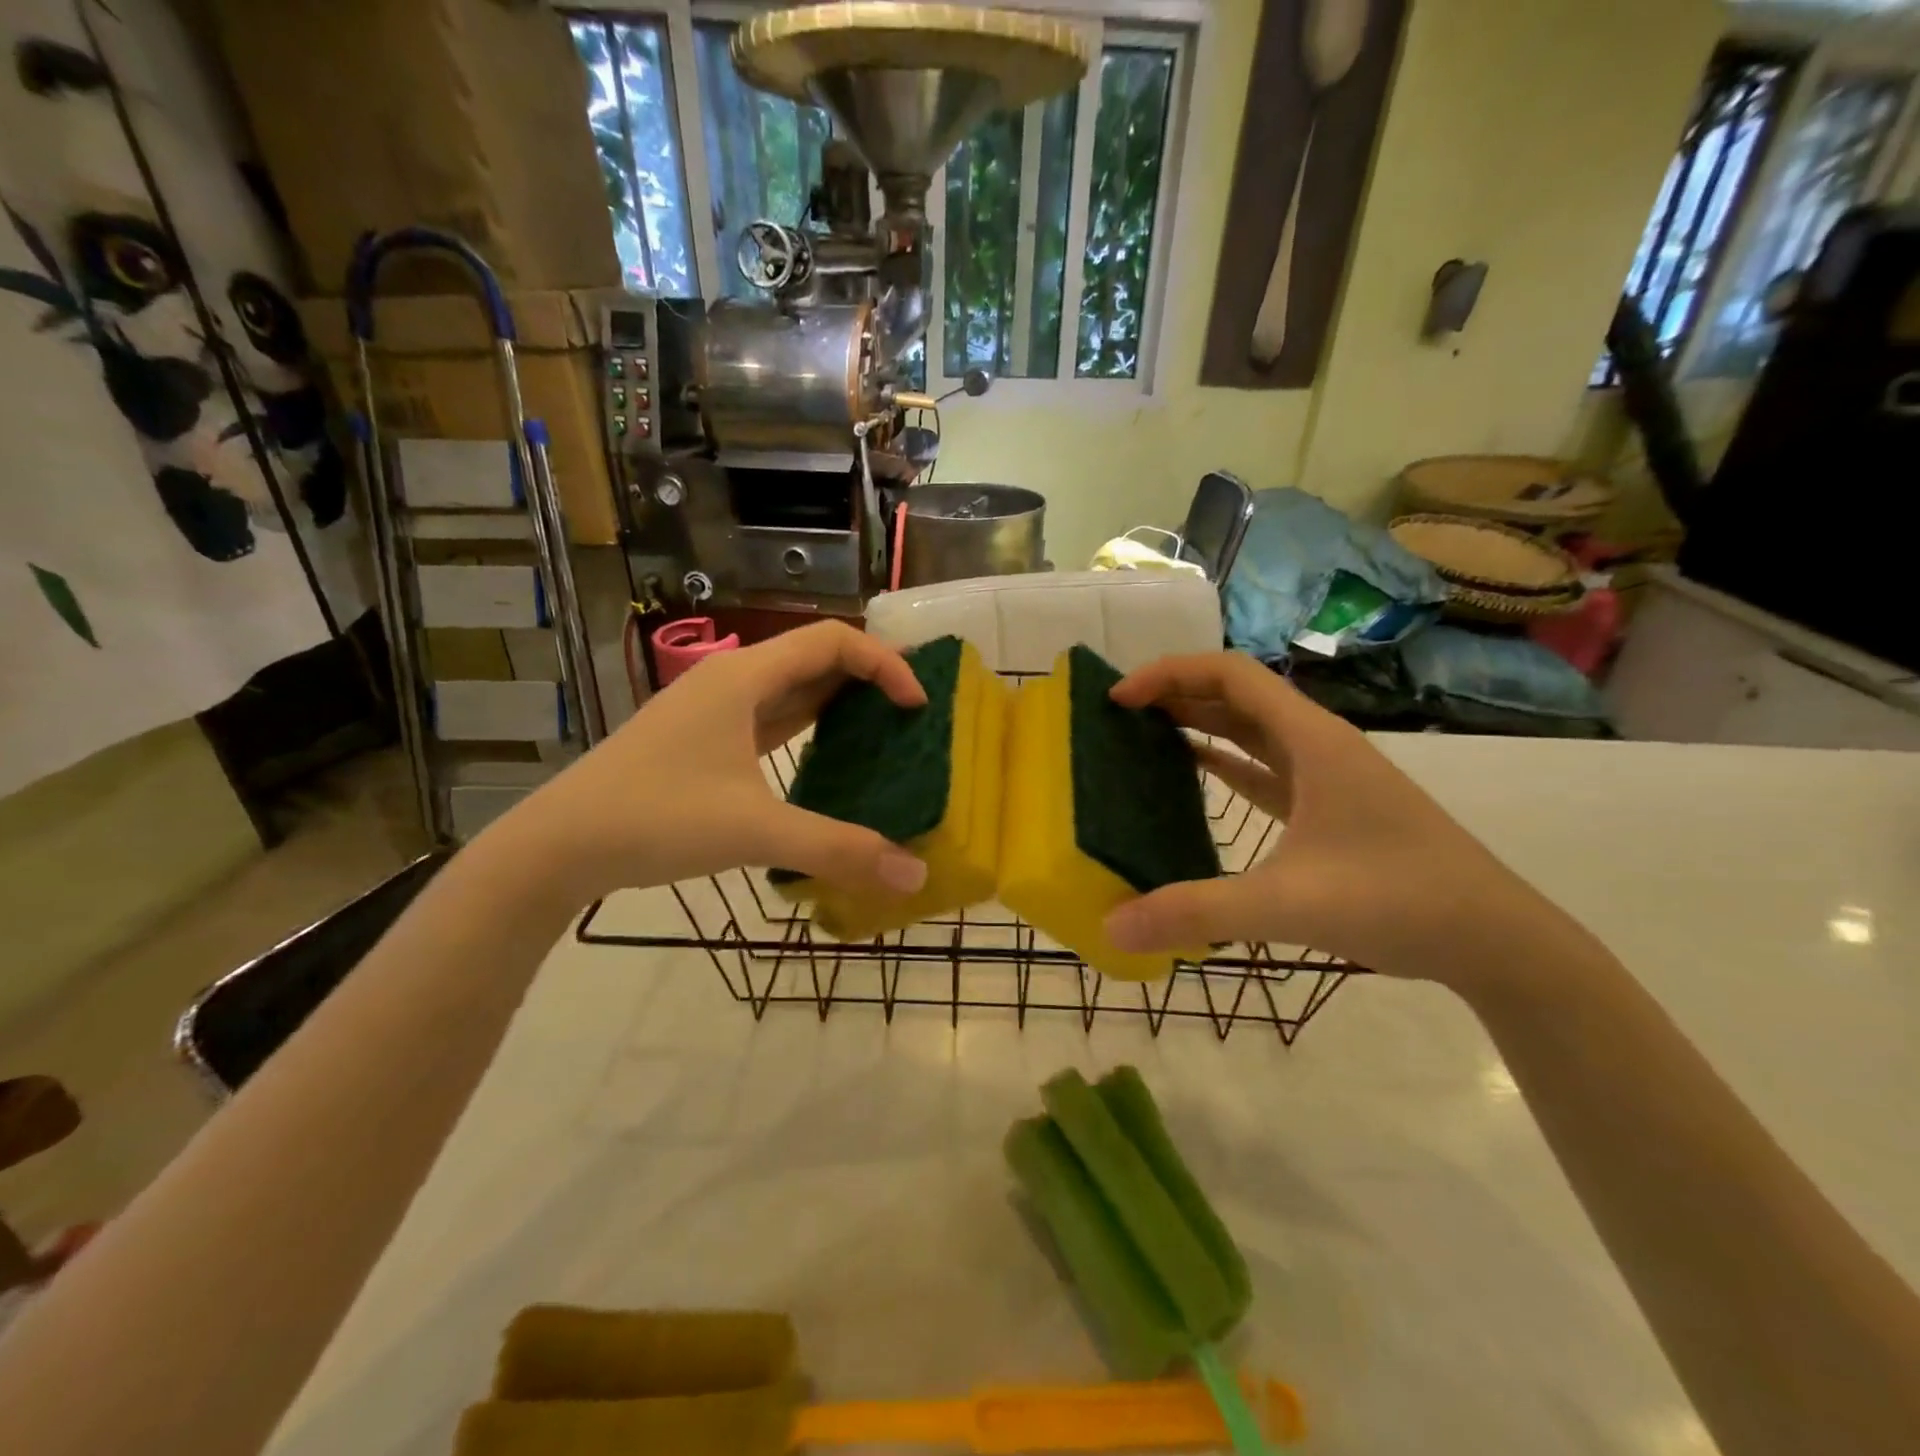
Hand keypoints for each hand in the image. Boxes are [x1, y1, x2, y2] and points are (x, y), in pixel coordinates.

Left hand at [494, 622, 931, 904]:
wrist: (558, 845)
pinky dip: (808, 725)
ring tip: (883, 730)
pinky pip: (771, 717)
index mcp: (744, 678)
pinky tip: (827, 755)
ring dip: (839, 700)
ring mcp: (713, 710)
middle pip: (814, 657)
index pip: (833, 640)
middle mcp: (731, 681)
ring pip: (791, 687)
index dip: (885, 664)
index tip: (917, 706)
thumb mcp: (754, 832)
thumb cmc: (655, 819)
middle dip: (869, 677)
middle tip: (914, 712)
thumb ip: (838, 849)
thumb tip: (915, 874)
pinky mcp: (703, 740)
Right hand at [1101, 653, 1578, 987]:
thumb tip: (1112, 927)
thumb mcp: (1289, 905)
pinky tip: (1194, 772)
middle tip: (1117, 713)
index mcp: (1311, 741)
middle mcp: (1318, 745)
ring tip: (1143, 732)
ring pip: (1251, 729)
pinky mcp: (1328, 808)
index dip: (1169, 674)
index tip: (1119, 698)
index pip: (1230, 675)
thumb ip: (1197, 912)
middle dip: (1176, 693)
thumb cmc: (1398, 901)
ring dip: (1199, 722)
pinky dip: (1224, 761)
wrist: (1495, 940)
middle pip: (1237, 694)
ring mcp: (1326, 776)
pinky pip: (1264, 767)